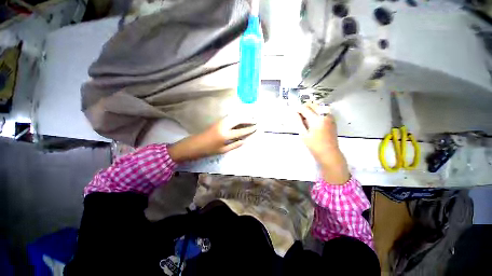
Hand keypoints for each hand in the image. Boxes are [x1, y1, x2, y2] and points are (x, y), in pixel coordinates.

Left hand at [168, 116, 256, 162]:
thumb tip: (244, 141)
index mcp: (225, 135)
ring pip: (234, 117)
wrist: (193, 145)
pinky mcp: (218, 121)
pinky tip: (240, 119)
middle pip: (238, 120)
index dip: (249, 129)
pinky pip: (230, 118)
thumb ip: (234, 145)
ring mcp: (220, 122)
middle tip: (255, 120)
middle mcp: (224, 126)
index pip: (241, 131)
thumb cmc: (208, 150)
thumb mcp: (222, 150)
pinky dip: (236, 118)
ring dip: (242, 117)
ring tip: (249, 119)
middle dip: (248, 120)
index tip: (256, 127)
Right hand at [297, 104, 349, 183]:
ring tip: (305, 117)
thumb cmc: (314, 145)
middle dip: (304, 107)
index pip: (305, 108)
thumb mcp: (303, 134)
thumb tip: (295, 113)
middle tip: (299, 115)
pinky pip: (323, 110)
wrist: (329, 153)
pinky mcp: (332, 119)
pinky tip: (313, 119)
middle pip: (313, 104)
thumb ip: (298, 122)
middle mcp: (325, 115)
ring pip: (318, 106)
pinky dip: (316, 111)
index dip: (298, 109)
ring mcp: (330, 116)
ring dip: (311, 109)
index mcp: (316, 120)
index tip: (293, 112)